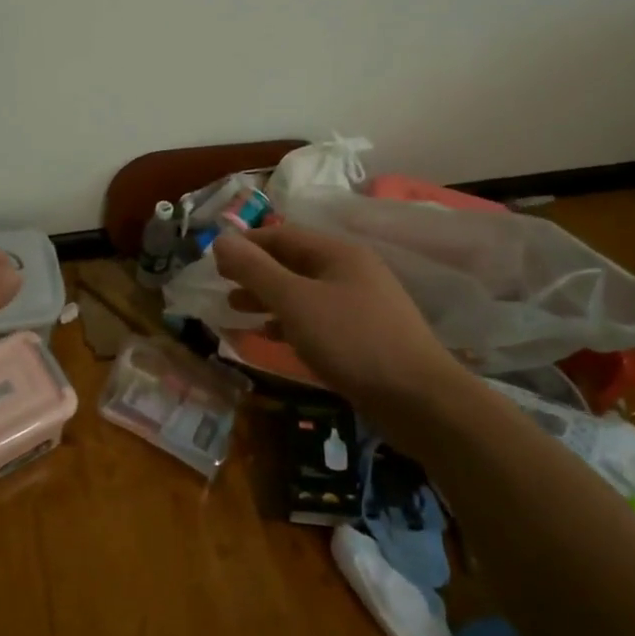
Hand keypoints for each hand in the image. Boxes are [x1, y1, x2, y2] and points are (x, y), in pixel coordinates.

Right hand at [212, 225, 459, 412]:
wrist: (421, 401)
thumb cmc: (351, 340)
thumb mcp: (294, 301)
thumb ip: (255, 269)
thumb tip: (221, 239)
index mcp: (337, 253)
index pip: (282, 235)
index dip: (246, 244)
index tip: (214, 261)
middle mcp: (351, 271)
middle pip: (293, 262)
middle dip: (255, 272)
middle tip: (222, 285)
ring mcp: (361, 304)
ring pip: (304, 291)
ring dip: (269, 298)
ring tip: (237, 309)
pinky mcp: (365, 335)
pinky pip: (318, 317)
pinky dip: (290, 321)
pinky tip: (272, 336)